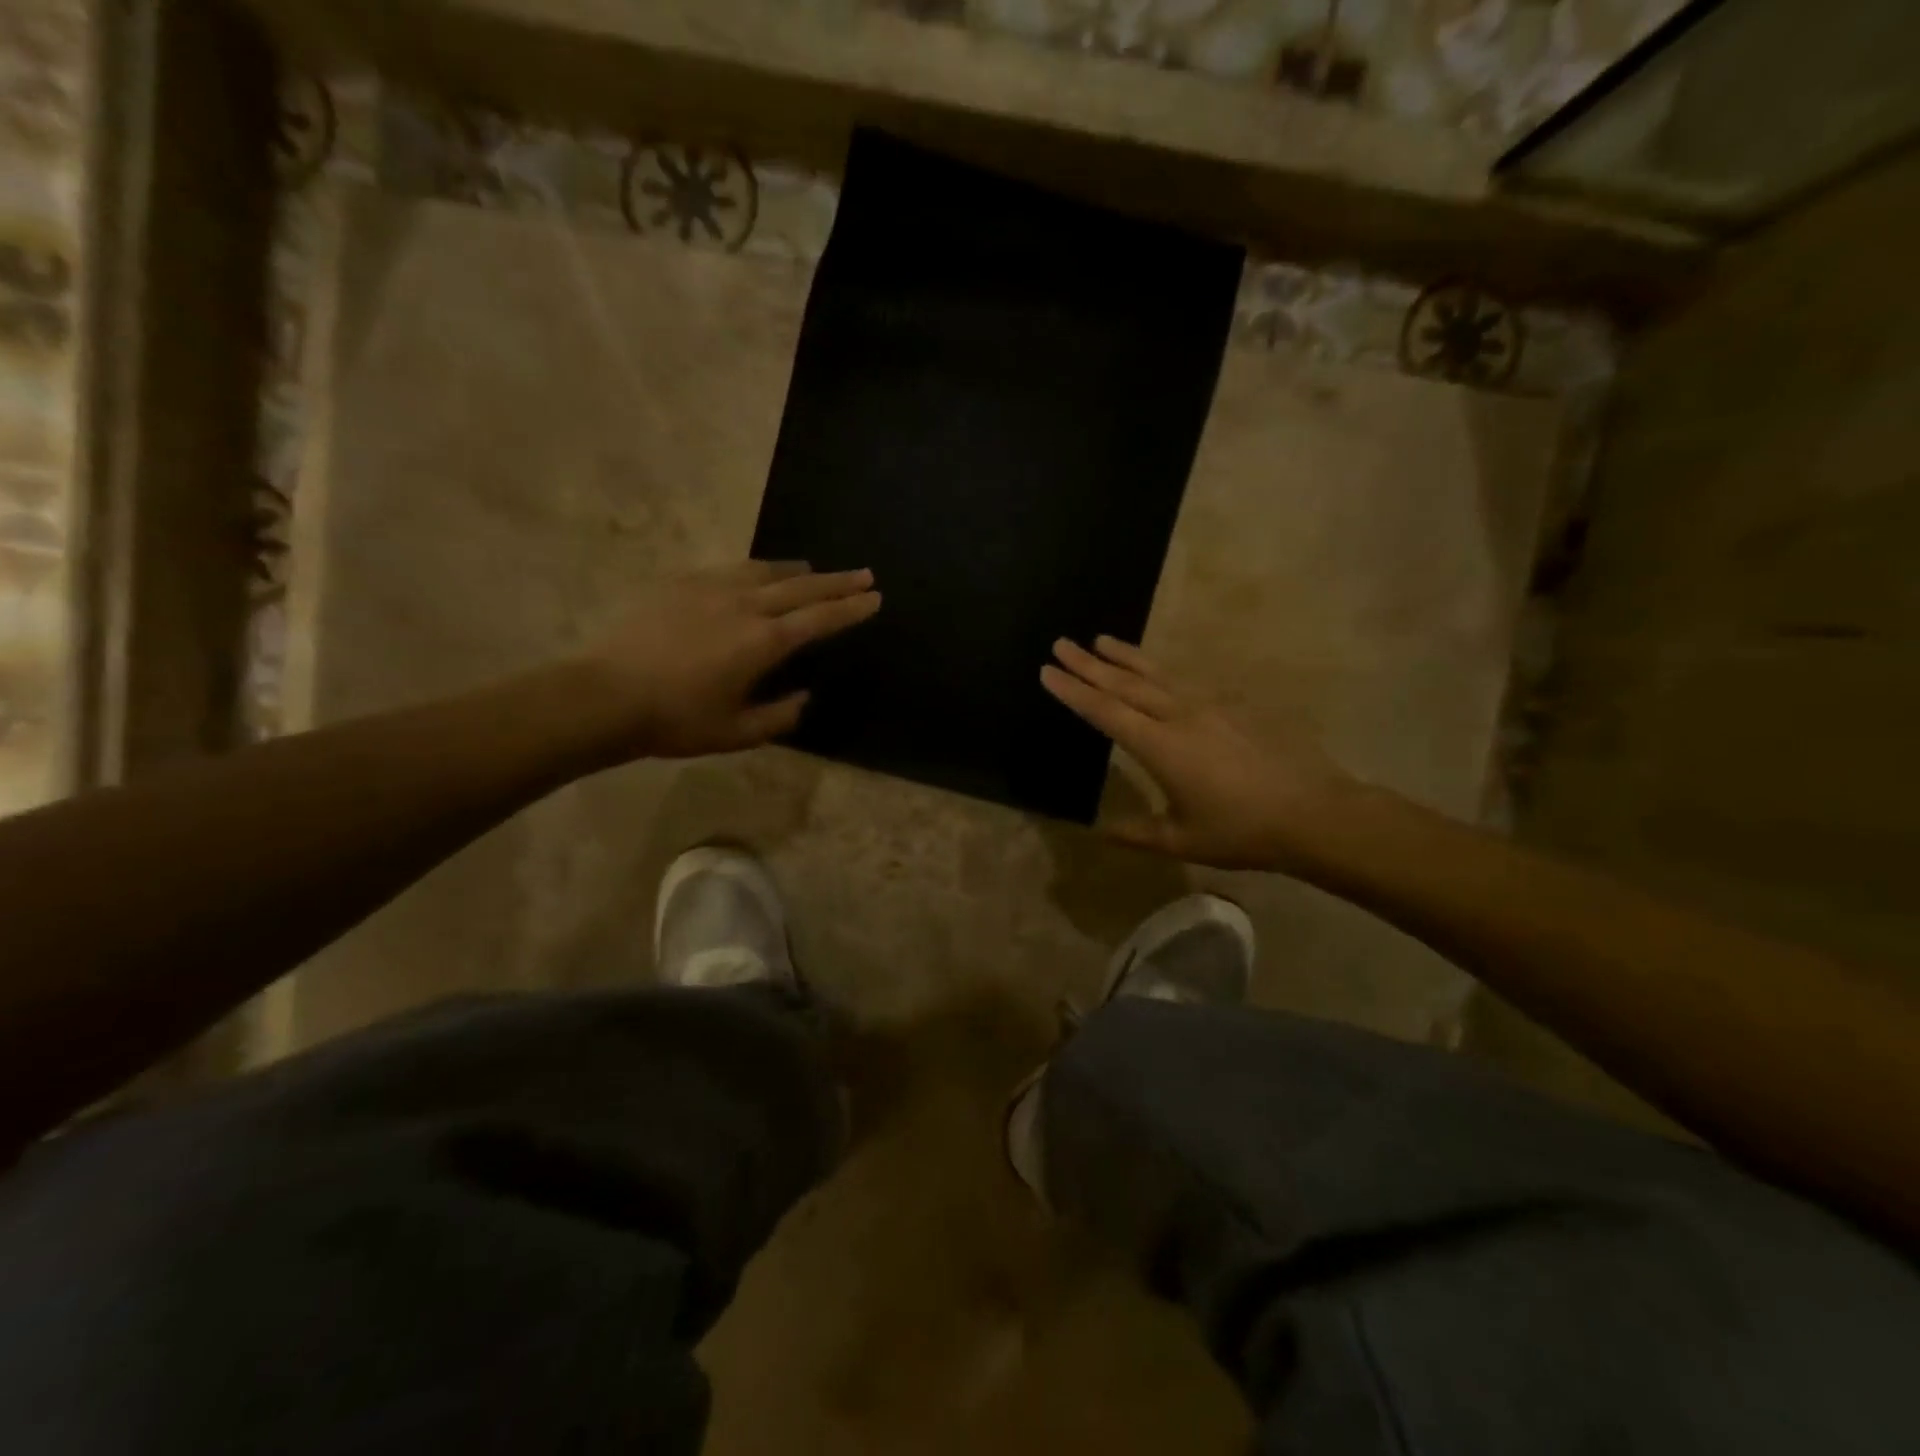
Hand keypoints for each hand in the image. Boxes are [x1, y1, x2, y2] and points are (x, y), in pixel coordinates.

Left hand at [578, 562, 879, 759]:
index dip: (851, 608)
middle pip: (802, 587)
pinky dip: (757, 570)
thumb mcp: (737, 733)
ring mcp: (712, 589)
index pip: (820, 619)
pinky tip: (756, 575)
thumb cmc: (677, 720)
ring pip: (766, 571)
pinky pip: (731, 569)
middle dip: (837, 581)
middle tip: (864, 573)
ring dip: (797, 571)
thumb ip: (779, 716)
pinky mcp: (682, 584)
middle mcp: (745, 606)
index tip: (875, 597)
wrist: (606, 695)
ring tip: (814, 570)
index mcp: (764, 642)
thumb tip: (803, 697)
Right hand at [1040, 636, 1358, 869]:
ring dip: (1125, 657)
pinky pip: (1186, 681)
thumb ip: (1138, 832)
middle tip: (1061, 644)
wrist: (1314, 813)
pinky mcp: (1234, 706)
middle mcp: (1180, 716)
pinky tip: (1157, 670)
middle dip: (1089, 664)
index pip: (1105, 712)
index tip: (1047, 671)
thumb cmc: (1243, 831)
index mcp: (1161, 747)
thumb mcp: (1183, 839)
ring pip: (1157, 674)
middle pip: (1125, 684)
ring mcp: (1210, 706)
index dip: (1073, 691)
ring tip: (1101, 640)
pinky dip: (1160, 671)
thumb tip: (1101, 830)